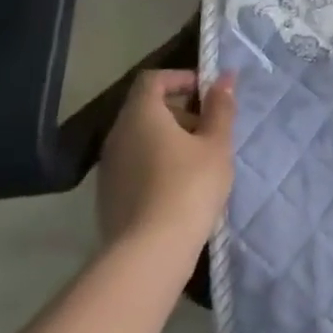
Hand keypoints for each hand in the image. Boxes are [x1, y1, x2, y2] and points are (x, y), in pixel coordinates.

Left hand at [96, 69, 235, 255]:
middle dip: (179, 111)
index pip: (153, 79)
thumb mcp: (216, 144)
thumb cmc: (189, 186)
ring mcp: (108, 169)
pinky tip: (179, 187)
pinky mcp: (107, 197)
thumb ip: (220, 108)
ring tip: (199, 160)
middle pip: (146, 109)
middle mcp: (117, 135)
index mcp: (140, 115)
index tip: (206, 93)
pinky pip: (134, 165)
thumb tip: (224, 77)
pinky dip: (156, 164)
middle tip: (209, 129)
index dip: (180, 78)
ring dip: (168, 139)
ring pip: (140, 139)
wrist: (149, 255)